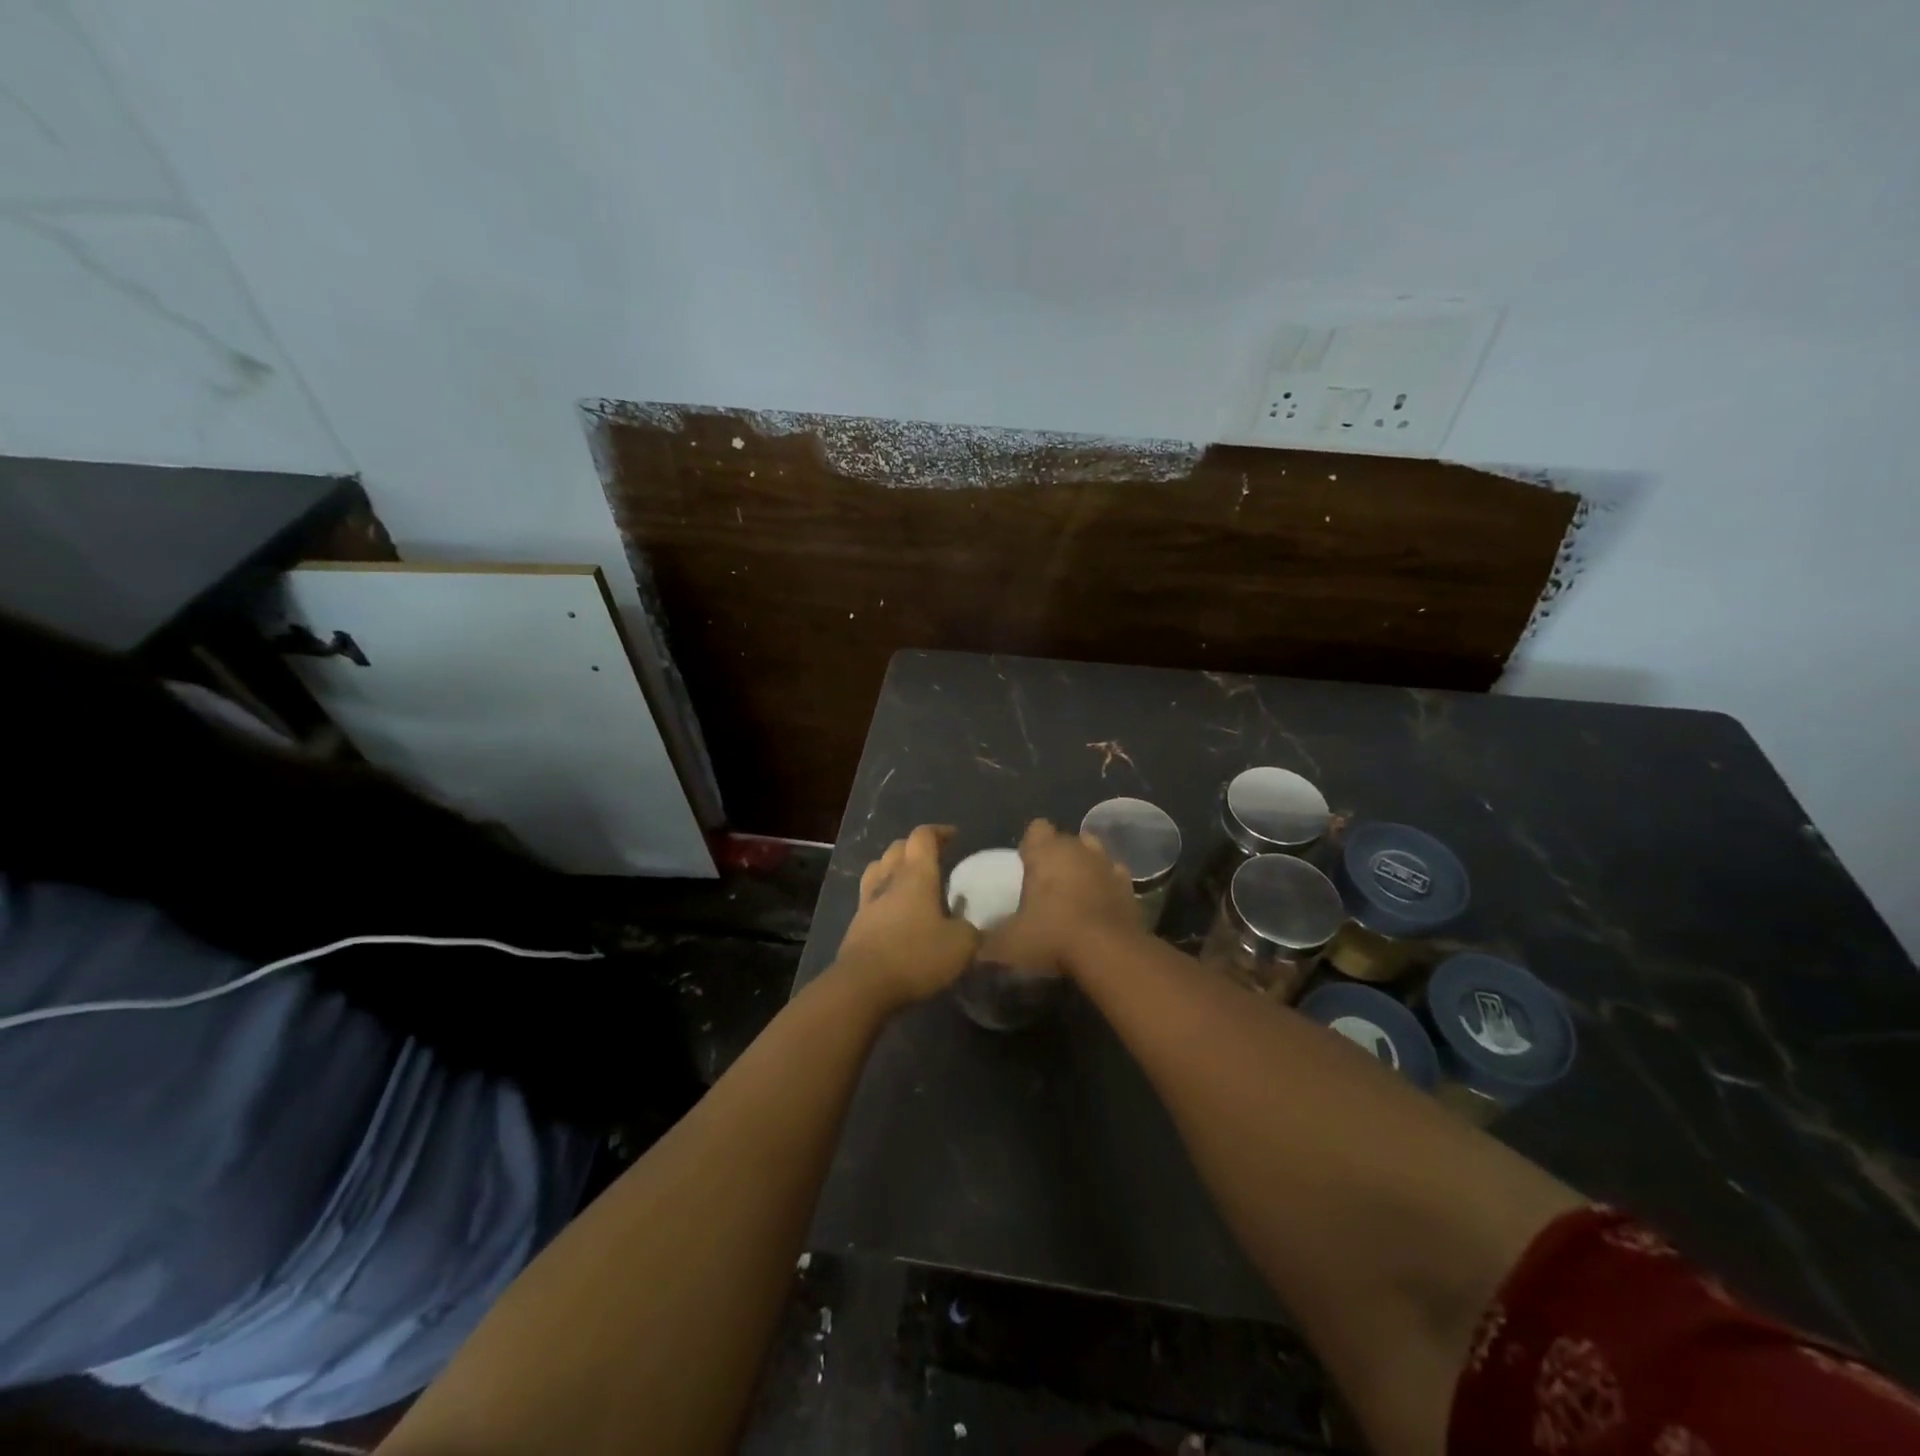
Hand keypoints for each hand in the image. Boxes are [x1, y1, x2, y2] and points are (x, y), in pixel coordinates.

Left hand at [832, 825, 978, 1007]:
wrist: (863, 985)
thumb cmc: (916, 956)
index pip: (923, 837)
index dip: (939, 832)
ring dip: (894, 866)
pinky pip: (870, 895)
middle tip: (934, 857)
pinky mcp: (856, 924)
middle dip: (916, 846)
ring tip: (910, 879)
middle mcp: (889, 879)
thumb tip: (971, 928)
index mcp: (916, 875)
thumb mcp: (961, 946)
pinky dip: (884, 894)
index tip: (955, 836)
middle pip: (897, 848)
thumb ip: (971, 931)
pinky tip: (896, 911)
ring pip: (878, 868)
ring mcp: (868, 901)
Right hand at [981, 818, 1146, 974]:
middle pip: (1066, 839)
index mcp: (1045, 851)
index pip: (1037, 828)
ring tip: (1075, 892)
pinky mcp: (1129, 886)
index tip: (1026, 866)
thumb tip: (976, 945)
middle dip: (1058, 855)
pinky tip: (1100, 905)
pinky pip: (1114, 875)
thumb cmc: (1052, 936)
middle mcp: (1077, 848)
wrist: (1109, 952)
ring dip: (1084, 865)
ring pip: (1093, 851)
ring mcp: (1107, 864)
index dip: (1031, 845)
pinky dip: (1107, 885)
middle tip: (1047, 886)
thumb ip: (988, 939)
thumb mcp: (1008, 943)